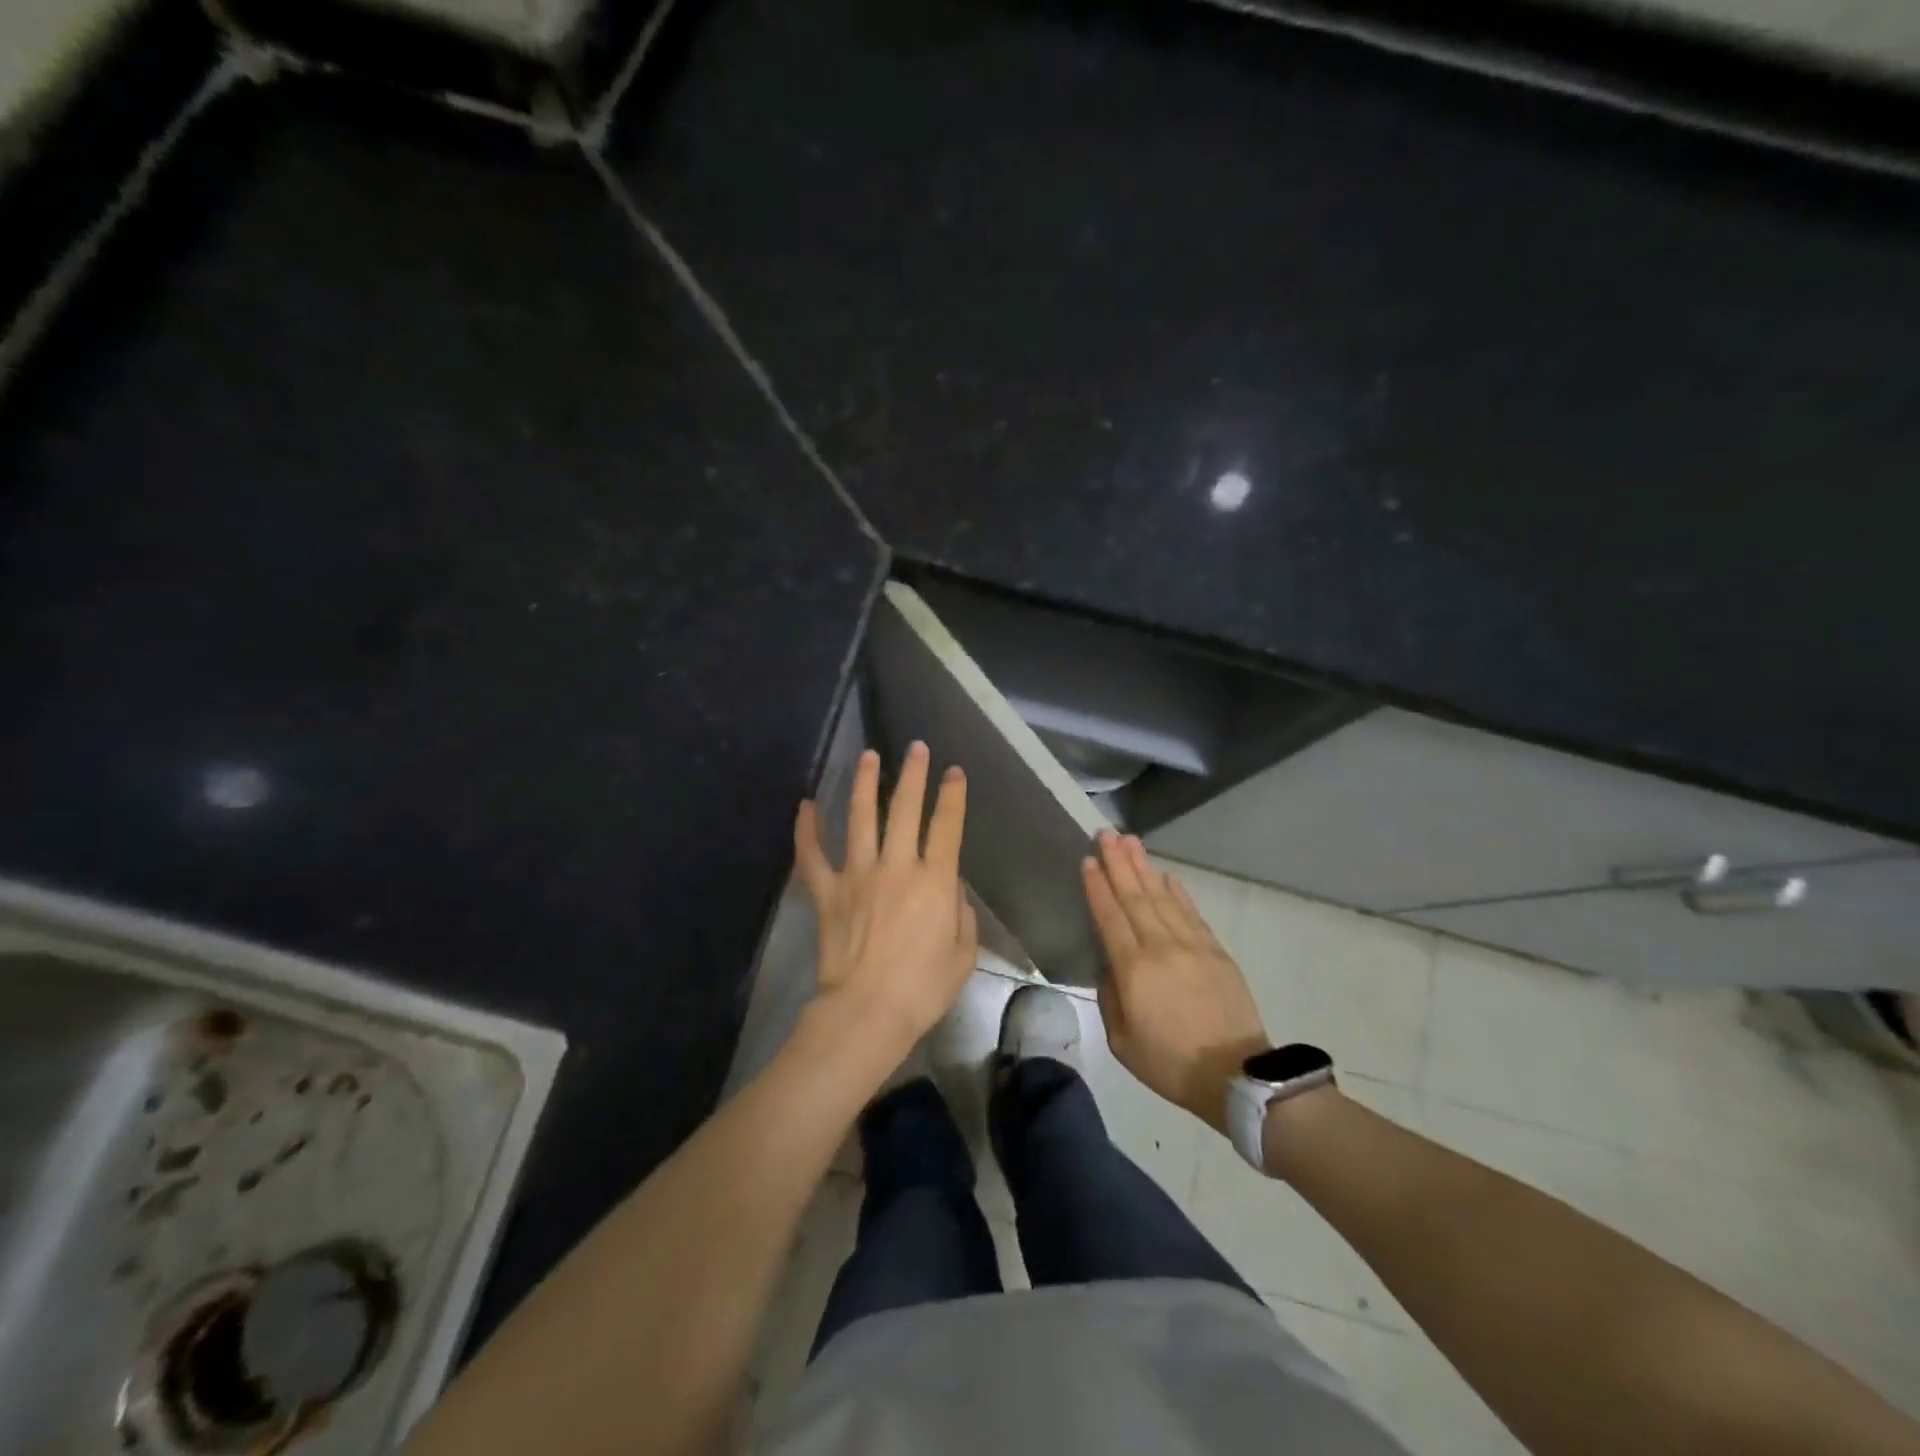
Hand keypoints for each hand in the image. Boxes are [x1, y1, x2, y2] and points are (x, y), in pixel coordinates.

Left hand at [795, 742, 977, 1058]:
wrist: (868, 1012)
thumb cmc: (922, 989)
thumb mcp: (963, 955)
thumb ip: (962, 916)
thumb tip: (951, 891)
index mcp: (934, 881)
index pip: (946, 826)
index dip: (952, 795)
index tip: (954, 772)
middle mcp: (897, 867)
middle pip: (905, 810)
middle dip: (913, 775)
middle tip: (916, 748)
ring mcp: (857, 875)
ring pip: (861, 818)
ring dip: (865, 784)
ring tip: (869, 756)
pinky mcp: (827, 892)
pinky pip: (812, 856)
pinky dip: (806, 830)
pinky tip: (805, 805)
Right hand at [1084, 831, 1266, 1132]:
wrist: (1236, 1075)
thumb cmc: (1170, 1063)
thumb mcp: (1122, 1041)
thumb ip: (1110, 997)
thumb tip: (1111, 966)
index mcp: (1134, 969)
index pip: (1110, 916)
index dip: (1097, 886)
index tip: (1088, 860)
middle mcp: (1161, 947)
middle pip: (1135, 896)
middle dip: (1118, 862)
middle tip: (1106, 833)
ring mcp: (1192, 945)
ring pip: (1162, 896)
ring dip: (1144, 867)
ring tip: (1130, 841)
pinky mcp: (1215, 951)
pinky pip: (1191, 912)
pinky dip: (1177, 890)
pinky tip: (1166, 875)